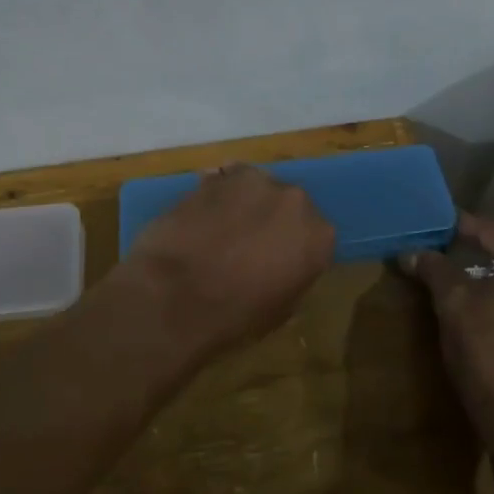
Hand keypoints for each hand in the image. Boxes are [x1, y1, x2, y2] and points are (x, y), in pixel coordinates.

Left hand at [119, 165, 335, 361]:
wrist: (174, 295)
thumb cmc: (234, 315)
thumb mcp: (279, 312)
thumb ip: (291, 280)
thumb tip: (283, 273)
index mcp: (318, 236)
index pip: (315, 237)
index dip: (294, 250)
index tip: (278, 264)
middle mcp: (293, 200)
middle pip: (287, 205)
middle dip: (271, 221)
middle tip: (248, 246)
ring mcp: (252, 181)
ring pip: (255, 188)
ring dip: (244, 204)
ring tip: (220, 230)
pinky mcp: (214, 178)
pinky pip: (222, 184)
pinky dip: (215, 198)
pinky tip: (199, 219)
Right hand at [401, 212, 493, 442]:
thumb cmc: (489, 349)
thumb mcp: (453, 303)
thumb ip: (434, 269)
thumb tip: (410, 252)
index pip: (488, 229)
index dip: (454, 226)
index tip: (428, 222)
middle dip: (470, 248)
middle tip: (434, 245)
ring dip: (484, 272)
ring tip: (448, 271)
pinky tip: (474, 299)